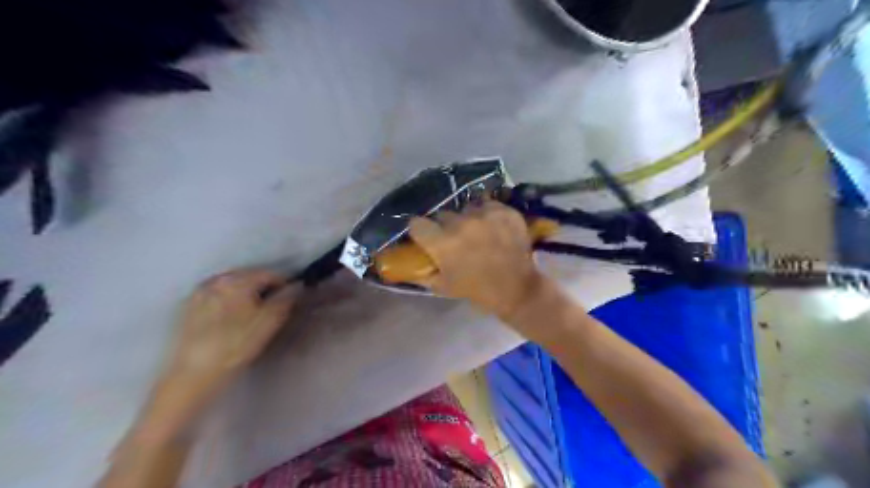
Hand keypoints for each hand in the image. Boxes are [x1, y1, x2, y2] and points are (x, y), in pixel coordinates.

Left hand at [166, 269, 302, 389]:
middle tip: (273, 308)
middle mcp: (216, 280)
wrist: (193, 374)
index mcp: (237, 279)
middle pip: (249, 277)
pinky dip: (228, 303)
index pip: (270, 274)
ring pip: (232, 287)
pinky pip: (216, 297)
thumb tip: (296, 287)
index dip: (284, 285)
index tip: (291, 298)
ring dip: (245, 295)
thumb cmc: (236, 345)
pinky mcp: (188, 308)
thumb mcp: (270, 322)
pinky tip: (231, 321)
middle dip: (263, 289)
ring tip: (252, 315)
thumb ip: (286, 299)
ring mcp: (199, 293)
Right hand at [408, 200, 541, 318]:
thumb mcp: (444, 287)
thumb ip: (424, 272)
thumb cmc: (477, 290)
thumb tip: (411, 262)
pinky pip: (488, 206)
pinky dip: (489, 215)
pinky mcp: (504, 211)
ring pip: (467, 208)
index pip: (416, 223)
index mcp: (442, 242)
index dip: (420, 230)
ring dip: (468, 219)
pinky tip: (494, 228)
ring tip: (478, 232)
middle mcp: (461, 223)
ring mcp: (485, 214)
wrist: (517, 289)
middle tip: (455, 239)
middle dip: (445, 226)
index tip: (426, 236)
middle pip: (443, 215)